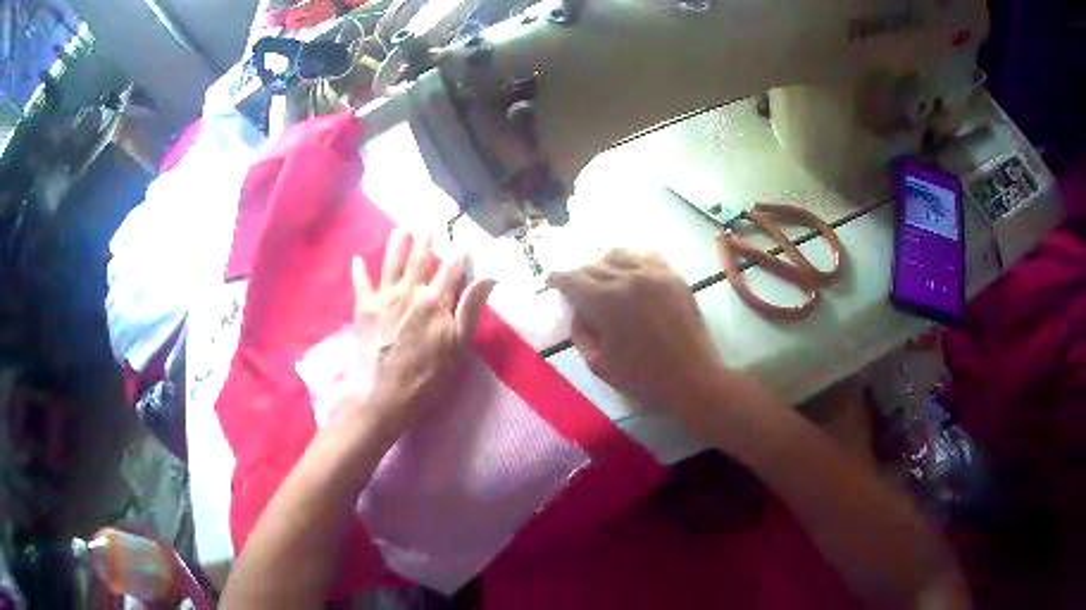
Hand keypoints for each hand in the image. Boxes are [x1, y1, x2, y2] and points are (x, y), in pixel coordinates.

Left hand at [350, 229, 495, 434]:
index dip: (460, 257)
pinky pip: (361, 284)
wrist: (382, 395)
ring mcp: (383, 298)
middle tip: (429, 225)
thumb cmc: (427, 376)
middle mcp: (408, 291)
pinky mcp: (363, 309)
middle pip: (419, 260)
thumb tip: (488, 277)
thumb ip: (471, 309)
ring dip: (396, 244)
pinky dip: (359, 271)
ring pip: (391, 263)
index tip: (466, 244)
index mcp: (435, 300)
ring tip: (400, 228)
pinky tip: (357, 259)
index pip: (451, 271)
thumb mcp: (458, 346)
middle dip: (426, 241)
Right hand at [547, 249, 727, 409]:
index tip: (551, 282)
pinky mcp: (674, 277)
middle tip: (577, 290)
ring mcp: (655, 274)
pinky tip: (632, 276)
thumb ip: (580, 333)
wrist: (693, 379)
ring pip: (619, 254)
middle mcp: (629, 278)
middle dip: (580, 276)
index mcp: (606, 301)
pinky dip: (633, 262)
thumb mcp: (598, 364)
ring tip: (603, 280)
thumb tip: (577, 311)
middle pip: (593, 265)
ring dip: (604, 265)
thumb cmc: (643, 379)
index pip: (572, 279)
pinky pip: (647, 256)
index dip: (557, 280)